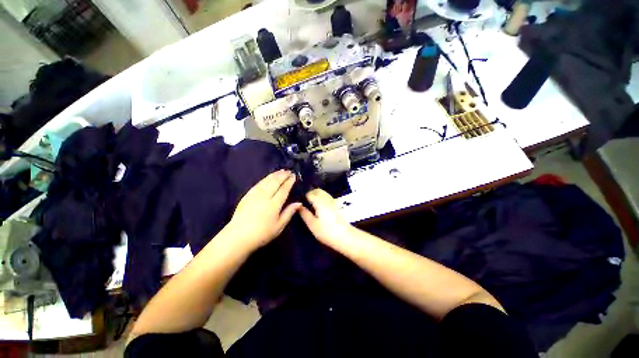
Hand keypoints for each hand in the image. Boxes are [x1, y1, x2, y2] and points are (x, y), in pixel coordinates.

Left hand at [226, 170, 300, 250]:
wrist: (238, 237)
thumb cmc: (262, 234)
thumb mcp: (279, 226)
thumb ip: (289, 213)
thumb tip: (299, 203)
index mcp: (274, 204)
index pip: (283, 189)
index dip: (289, 182)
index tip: (294, 176)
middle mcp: (264, 196)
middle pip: (275, 182)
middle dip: (283, 175)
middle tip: (289, 171)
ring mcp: (254, 195)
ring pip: (266, 181)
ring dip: (274, 175)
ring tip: (280, 171)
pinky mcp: (247, 196)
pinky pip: (258, 184)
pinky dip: (265, 179)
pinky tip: (267, 178)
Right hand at [298, 188, 353, 245]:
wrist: (345, 237)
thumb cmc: (327, 231)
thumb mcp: (312, 224)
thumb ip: (304, 213)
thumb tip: (298, 206)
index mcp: (319, 201)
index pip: (309, 193)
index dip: (303, 196)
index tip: (298, 202)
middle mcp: (326, 198)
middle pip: (317, 190)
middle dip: (310, 194)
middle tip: (303, 203)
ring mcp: (332, 201)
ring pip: (322, 193)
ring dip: (316, 196)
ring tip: (309, 205)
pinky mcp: (336, 206)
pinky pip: (326, 197)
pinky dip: (321, 199)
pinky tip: (318, 208)